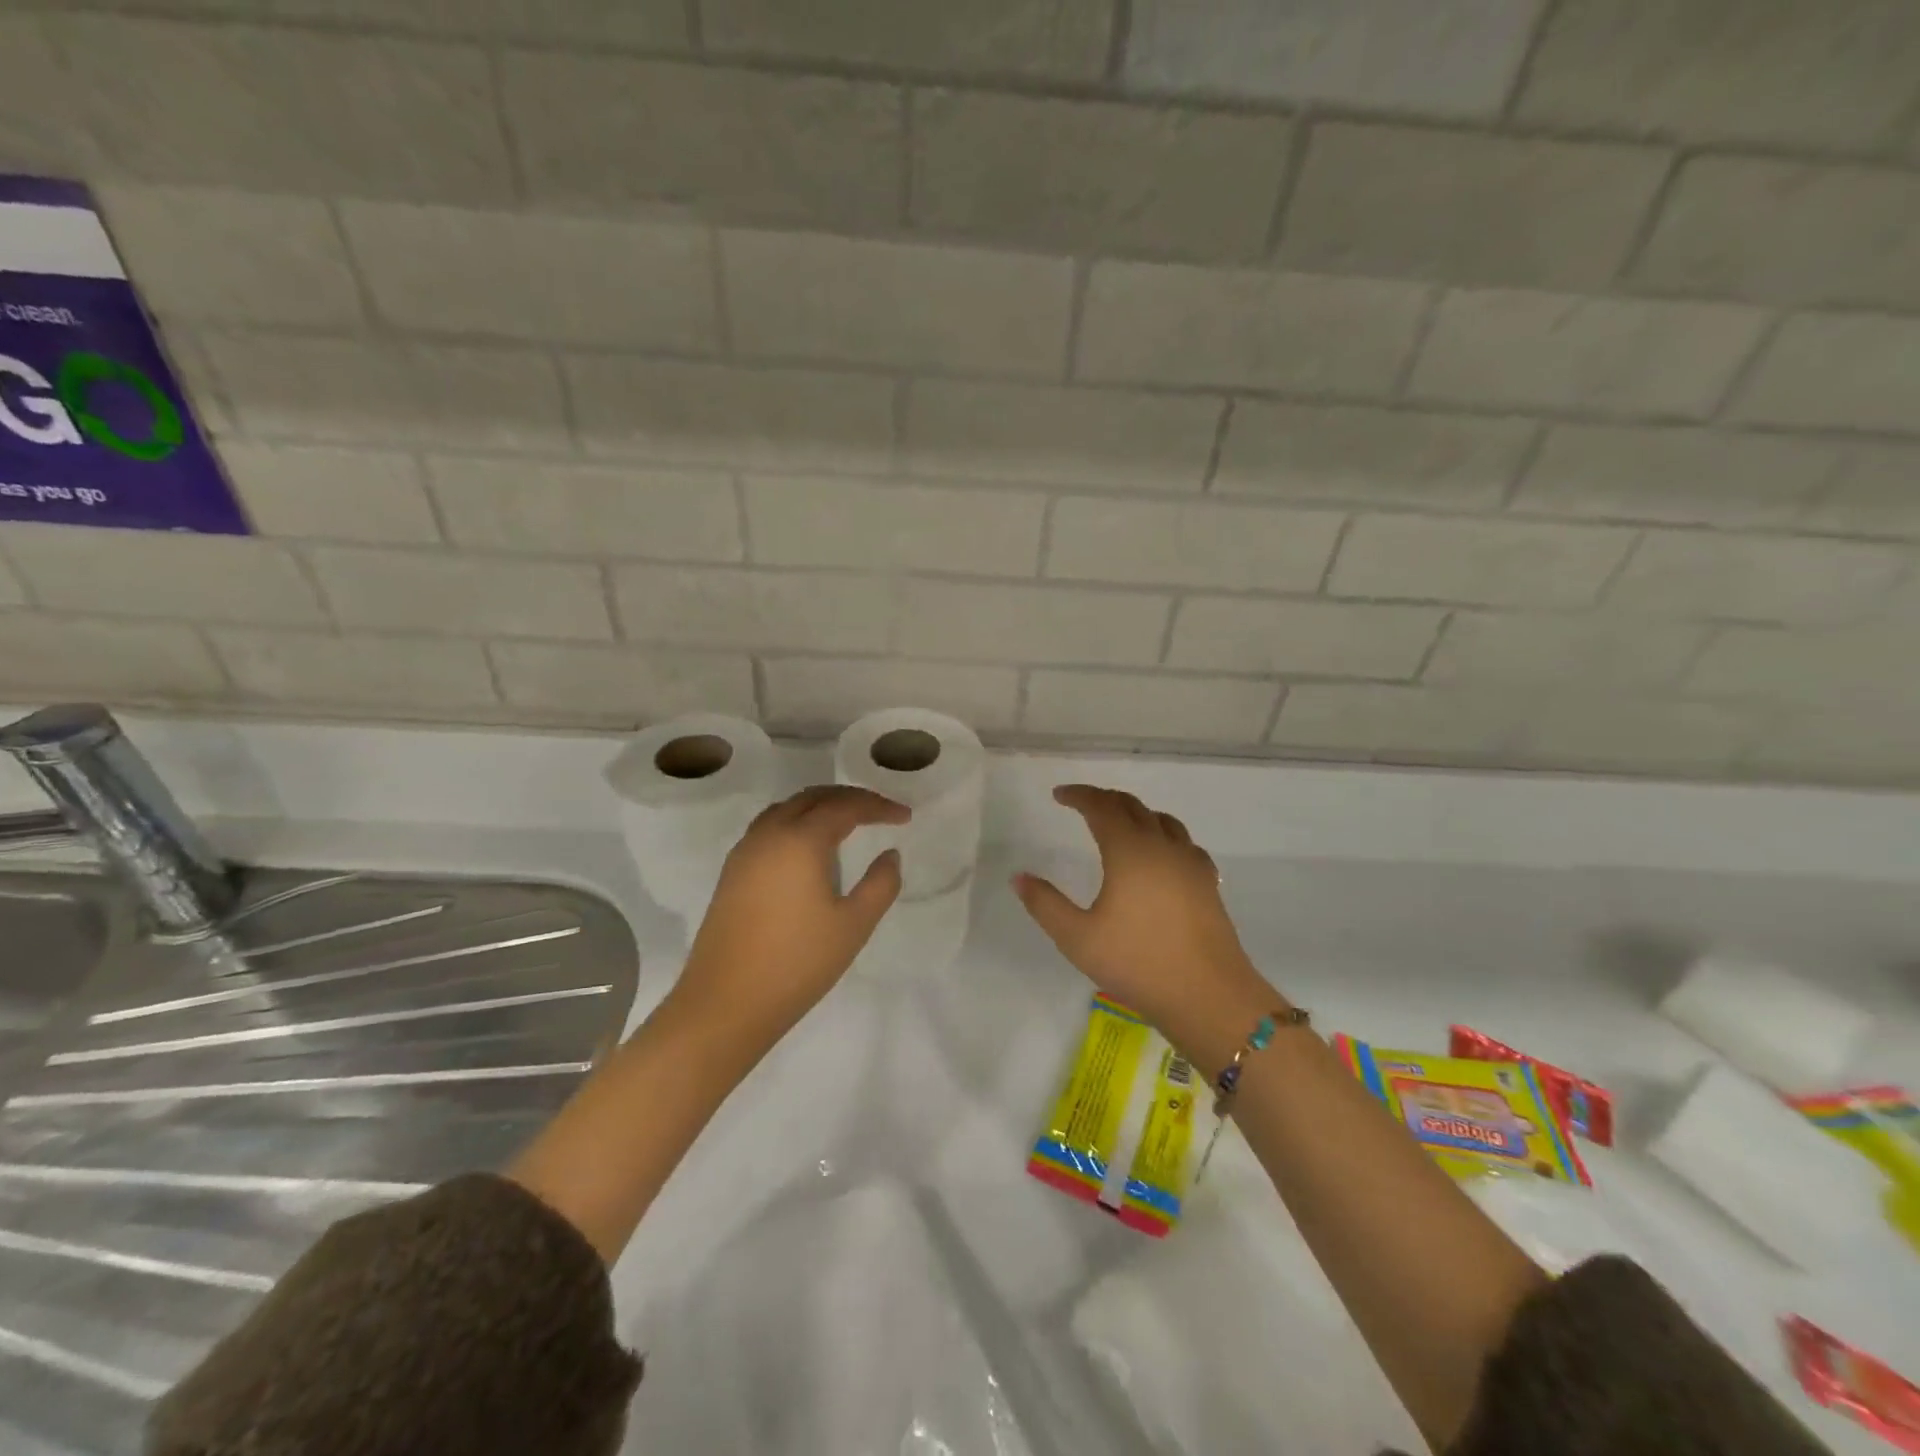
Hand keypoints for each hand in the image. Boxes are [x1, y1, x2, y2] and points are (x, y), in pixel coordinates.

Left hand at [673, 785, 907, 1045]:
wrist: (725, 1003)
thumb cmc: (797, 963)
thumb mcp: (854, 925)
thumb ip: (880, 884)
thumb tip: (889, 855)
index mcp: (800, 840)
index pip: (845, 806)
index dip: (878, 806)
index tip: (905, 817)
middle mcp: (769, 834)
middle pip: (812, 798)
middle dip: (849, 798)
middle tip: (880, 812)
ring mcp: (745, 852)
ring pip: (786, 809)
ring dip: (820, 806)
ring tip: (847, 822)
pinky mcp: (732, 872)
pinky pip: (769, 827)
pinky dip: (796, 822)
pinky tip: (809, 848)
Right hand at [1013, 785, 1280, 1073]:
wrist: (1208, 995)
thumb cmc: (1137, 963)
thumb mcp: (1077, 938)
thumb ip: (1045, 904)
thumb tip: (1018, 877)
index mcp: (1129, 851)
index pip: (1102, 807)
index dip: (1079, 796)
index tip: (1059, 795)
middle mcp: (1162, 846)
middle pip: (1133, 807)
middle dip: (1105, 800)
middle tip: (1083, 804)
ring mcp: (1190, 863)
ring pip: (1163, 821)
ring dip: (1136, 814)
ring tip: (1120, 824)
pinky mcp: (1208, 882)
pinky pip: (1184, 843)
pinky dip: (1164, 836)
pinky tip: (1161, 855)